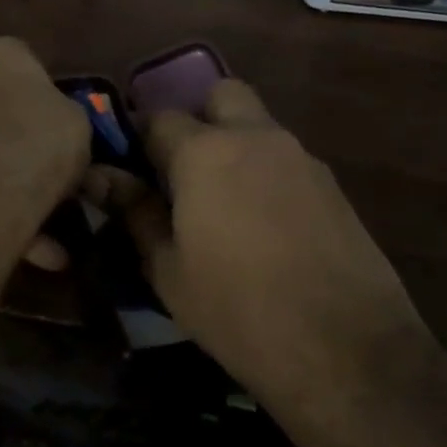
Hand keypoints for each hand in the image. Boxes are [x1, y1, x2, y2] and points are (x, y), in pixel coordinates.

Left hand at [0, 37, 89, 244]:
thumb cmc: (37, 143)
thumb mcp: (78, 124)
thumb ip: (66, 118)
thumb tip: (60, 128)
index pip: (25, 59)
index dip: (48, 92)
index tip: (64, 124)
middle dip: (27, 140)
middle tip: (59, 172)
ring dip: (16, 182)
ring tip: (57, 223)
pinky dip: (2, 212)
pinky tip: (40, 250)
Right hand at [93, 80, 426, 390]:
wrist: (346, 351)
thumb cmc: (237, 310)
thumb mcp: (168, 268)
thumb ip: (135, 212)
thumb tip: (100, 177)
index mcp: (205, 152)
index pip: (159, 118)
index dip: (140, 139)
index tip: (132, 168)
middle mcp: (256, 138)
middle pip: (221, 95)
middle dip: (198, 118)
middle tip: (181, 169)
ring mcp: (302, 159)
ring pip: (258, 127)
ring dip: (234, 146)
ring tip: (221, 206)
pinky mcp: (334, 186)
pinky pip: (286, 160)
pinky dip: (265, 174)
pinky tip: (263, 227)